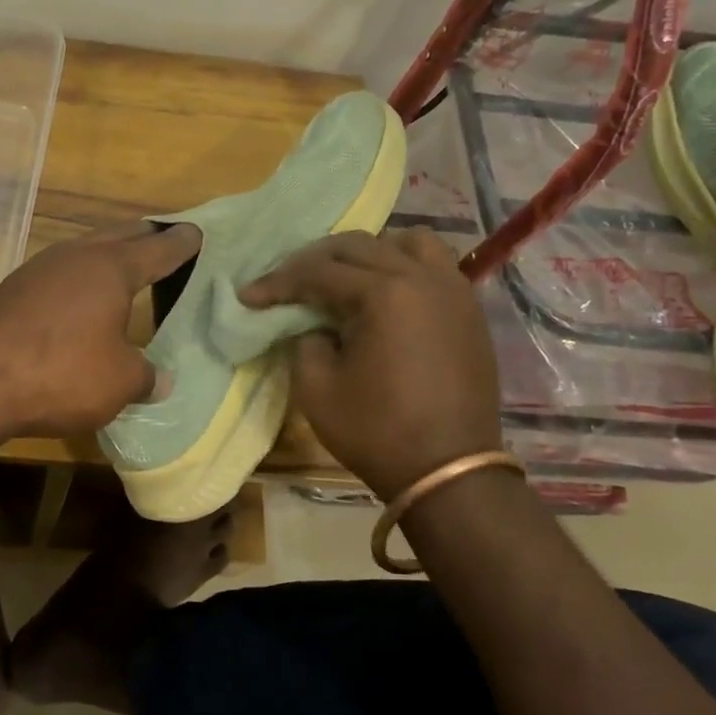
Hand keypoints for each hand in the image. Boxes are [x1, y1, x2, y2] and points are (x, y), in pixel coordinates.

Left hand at [0, 222, 201, 437]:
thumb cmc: (62, 373)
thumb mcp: (119, 382)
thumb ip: (146, 376)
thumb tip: (160, 380)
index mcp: (112, 268)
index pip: (158, 248)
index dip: (182, 243)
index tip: (197, 233)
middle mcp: (76, 256)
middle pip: (120, 236)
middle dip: (146, 238)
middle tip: (166, 242)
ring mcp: (40, 268)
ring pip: (86, 250)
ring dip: (109, 254)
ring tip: (125, 268)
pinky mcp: (14, 288)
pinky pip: (61, 271)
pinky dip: (81, 277)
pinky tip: (80, 298)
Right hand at [240, 229, 501, 497]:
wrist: (449, 472)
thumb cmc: (377, 432)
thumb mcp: (317, 388)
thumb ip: (304, 341)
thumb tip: (312, 324)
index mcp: (383, 293)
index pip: (318, 273)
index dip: (278, 283)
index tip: (248, 296)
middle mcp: (421, 277)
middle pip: (356, 247)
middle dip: (313, 261)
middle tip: (286, 284)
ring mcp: (452, 289)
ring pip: (405, 242)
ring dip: (368, 251)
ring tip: (344, 275)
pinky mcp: (467, 309)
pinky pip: (435, 264)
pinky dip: (404, 264)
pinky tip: (385, 290)